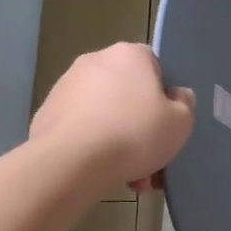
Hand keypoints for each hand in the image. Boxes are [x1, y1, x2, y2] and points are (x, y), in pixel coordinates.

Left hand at [29, 43, 194, 194]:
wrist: (71, 161)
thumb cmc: (135, 133)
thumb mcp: (181, 122)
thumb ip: (185, 104)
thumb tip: (177, 96)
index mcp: (129, 54)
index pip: (155, 67)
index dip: (164, 97)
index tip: (167, 123)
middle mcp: (95, 60)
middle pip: (128, 93)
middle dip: (140, 125)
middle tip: (151, 157)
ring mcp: (65, 86)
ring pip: (105, 114)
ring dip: (118, 140)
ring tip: (129, 175)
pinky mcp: (46, 112)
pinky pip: (81, 128)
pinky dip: (93, 146)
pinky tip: (102, 172)